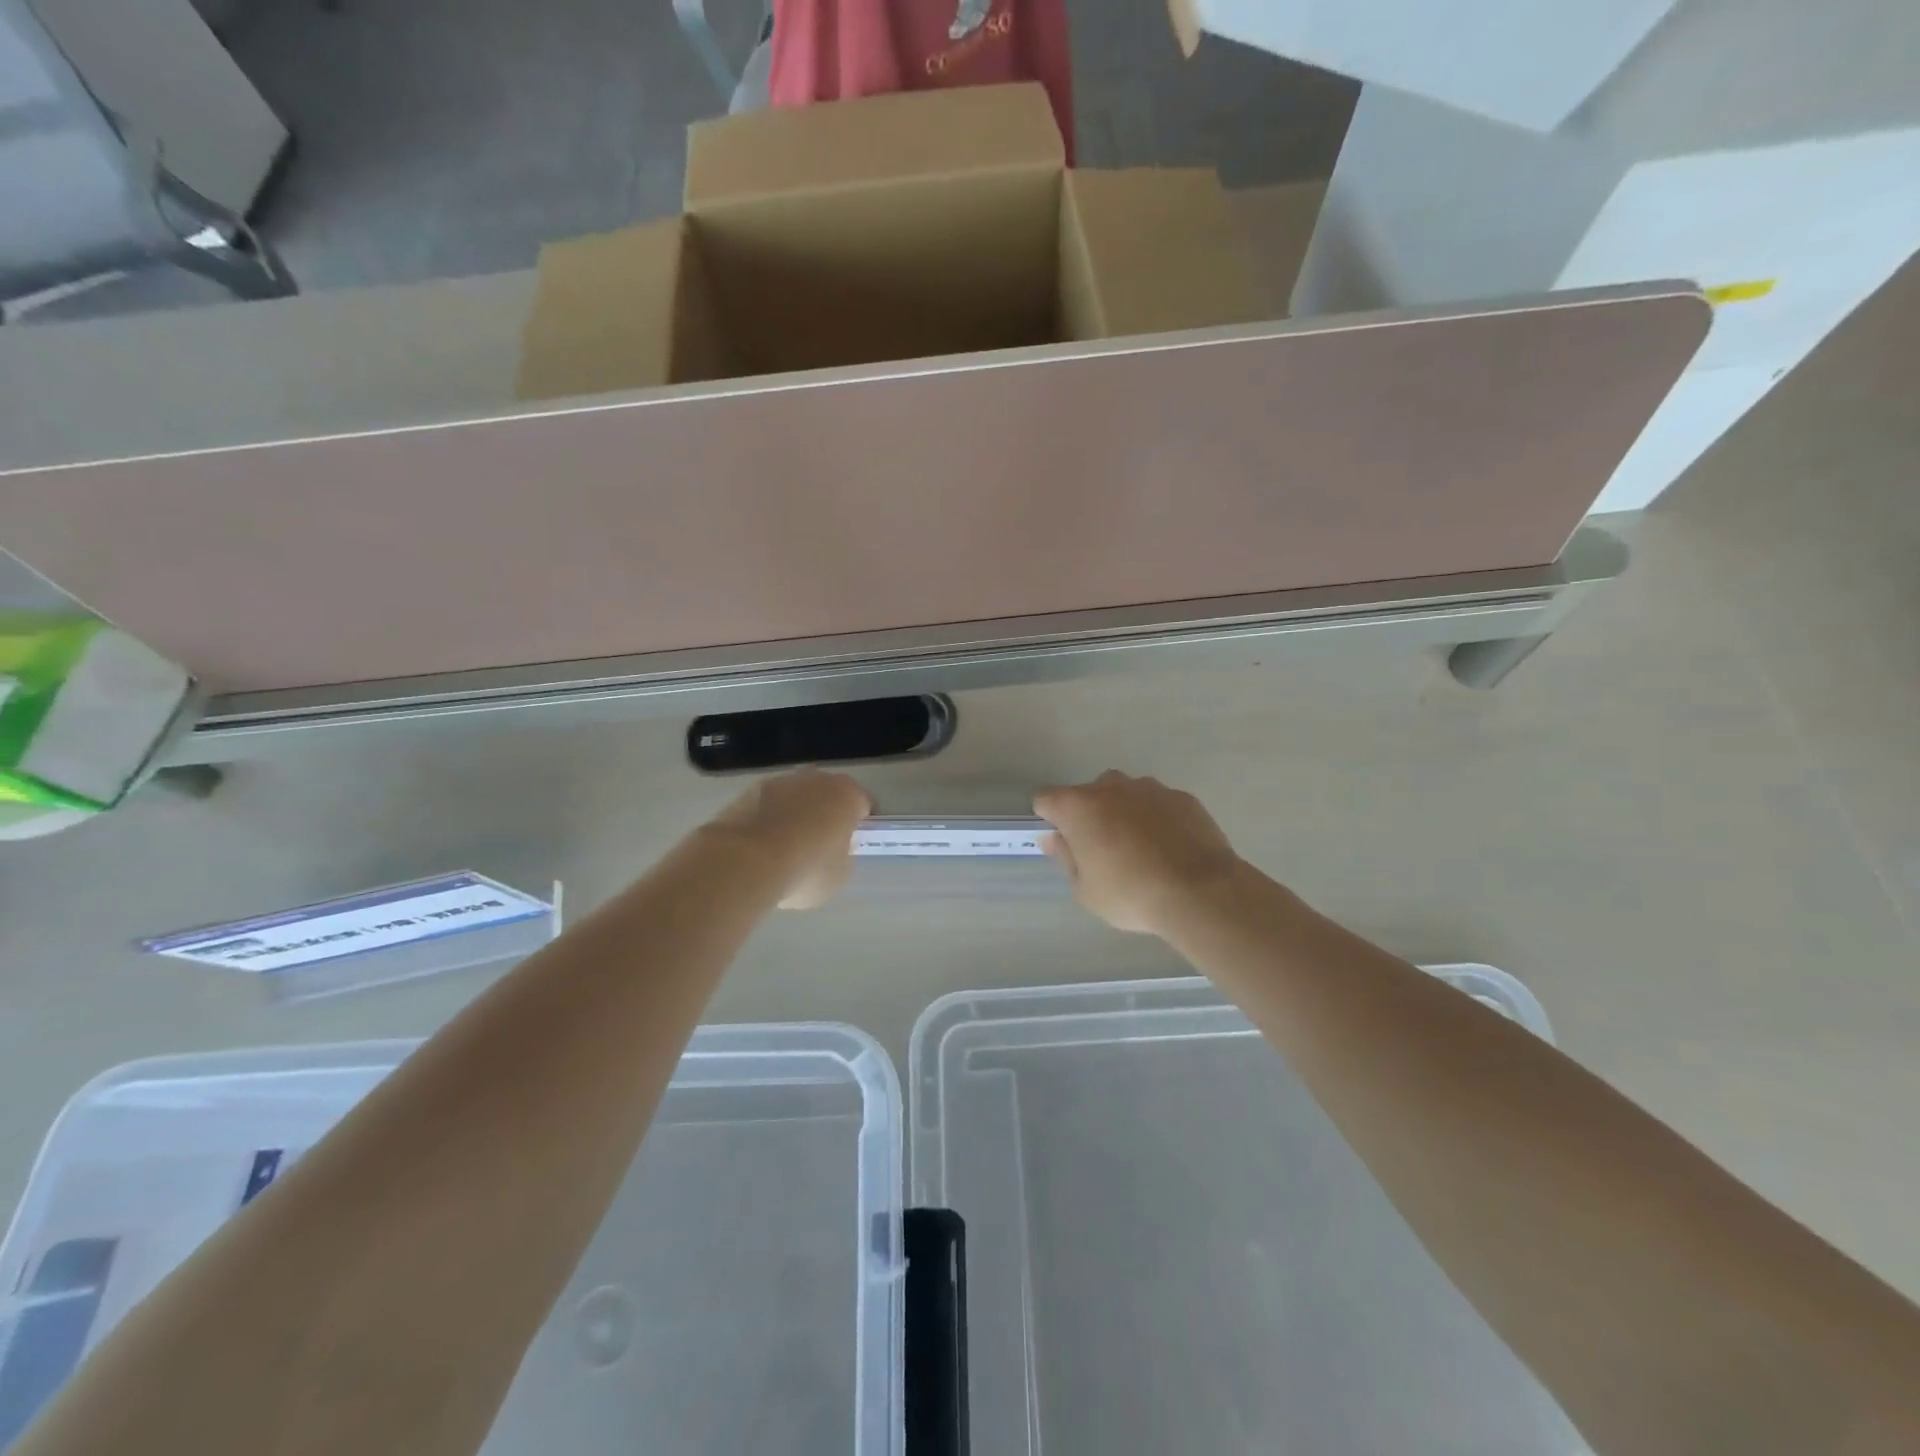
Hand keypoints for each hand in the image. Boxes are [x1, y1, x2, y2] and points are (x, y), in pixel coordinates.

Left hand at [707, 769, 871, 908]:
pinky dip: (769, 820)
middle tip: (822, 843)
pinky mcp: (749, 791)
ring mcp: (781, 782)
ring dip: (796, 814)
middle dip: (827, 814)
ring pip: (796, 797)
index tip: (856, 841)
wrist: (746, 861)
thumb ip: (842, 856)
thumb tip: (832, 850)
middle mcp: (817, 779)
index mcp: (848, 796)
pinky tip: (761, 846)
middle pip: (829, 794)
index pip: (864, 803)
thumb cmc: (806, 869)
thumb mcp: (839, 875)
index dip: (862, 823)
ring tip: (786, 846)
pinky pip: (769, 806)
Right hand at [1034, 771, 1248, 934]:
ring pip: (1126, 794)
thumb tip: (1054, 838)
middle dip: (1090, 815)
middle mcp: (1111, 787)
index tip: (1064, 843)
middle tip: (1103, 851)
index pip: (1046, 799)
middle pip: (1088, 793)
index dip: (1050, 819)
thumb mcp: (1085, 890)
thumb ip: (1066, 857)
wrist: (1199, 892)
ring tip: (1142, 850)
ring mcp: (1150, 788)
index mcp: (1078, 806)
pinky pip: (1160, 804)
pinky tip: (1171, 849)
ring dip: (1125, 813)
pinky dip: (1158, 819)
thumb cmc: (1130, 894)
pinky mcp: (1182, 797)